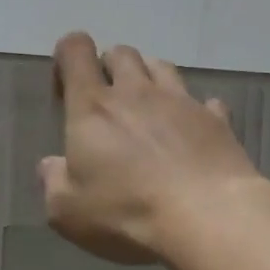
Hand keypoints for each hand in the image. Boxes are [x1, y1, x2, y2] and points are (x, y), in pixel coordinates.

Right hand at [40, 32, 264, 264]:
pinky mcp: (218, 121)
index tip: (66, 87)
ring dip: (150, 79)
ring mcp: (182, 102)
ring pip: (162, 68)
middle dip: (110, 68)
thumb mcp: (68, 212)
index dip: (68, 57)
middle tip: (108, 103)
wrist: (207, 217)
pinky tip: (192, 134)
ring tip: (148, 110)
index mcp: (93, 108)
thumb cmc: (127, 214)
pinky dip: (195, 112)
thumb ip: (53, 183)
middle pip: (122, 54)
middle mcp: (137, 92)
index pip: (76, 51)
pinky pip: (205, 102)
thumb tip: (51, 165)